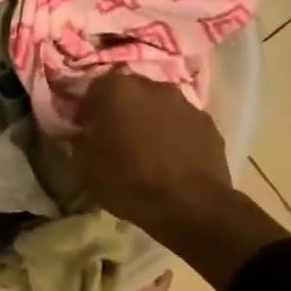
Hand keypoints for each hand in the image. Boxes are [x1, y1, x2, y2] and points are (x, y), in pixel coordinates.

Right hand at [71, 74, 290, 290]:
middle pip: (129, 92)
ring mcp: (185, 102)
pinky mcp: (208, 123)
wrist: (189, 205)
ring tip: (145, 150)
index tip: (87, 131)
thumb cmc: (127, 181)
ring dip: (149, 120)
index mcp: (116, 90)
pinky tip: (170, 159)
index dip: (88, 110)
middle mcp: (152, 86)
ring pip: (158, 106)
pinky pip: (181, 123)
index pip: (94, 88)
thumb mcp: (85, 165)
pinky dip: (174, 134)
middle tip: (115, 138)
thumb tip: (87, 134)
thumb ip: (82, 140)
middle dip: (121, 110)